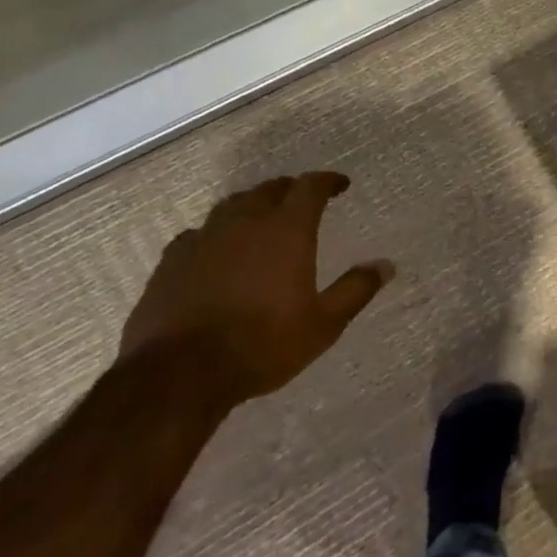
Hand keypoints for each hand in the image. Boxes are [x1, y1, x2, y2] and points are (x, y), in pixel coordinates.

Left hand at [119, 172, 392, 404]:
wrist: (179, 375)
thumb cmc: (263, 344)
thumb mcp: (324, 324)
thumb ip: (356, 289)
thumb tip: (386, 265)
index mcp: (287, 230)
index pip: (310, 187)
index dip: (327, 181)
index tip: (340, 185)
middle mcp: (245, 222)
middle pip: (269, 189)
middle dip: (290, 190)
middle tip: (302, 200)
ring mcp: (203, 239)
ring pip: (231, 206)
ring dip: (252, 205)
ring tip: (261, 218)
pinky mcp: (170, 262)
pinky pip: (197, 233)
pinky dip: (215, 233)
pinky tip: (216, 250)